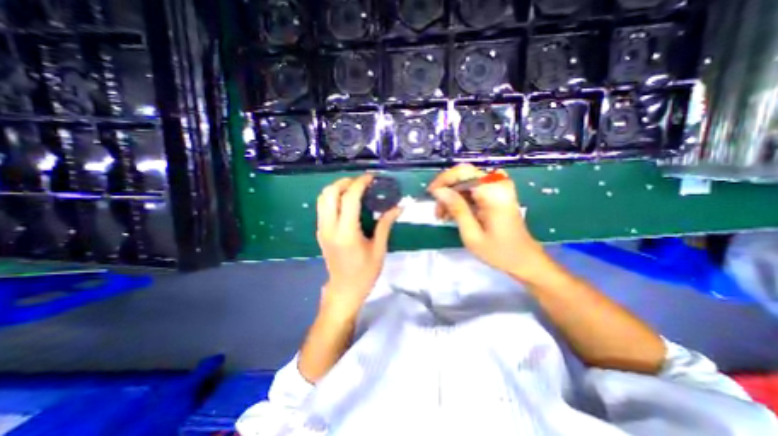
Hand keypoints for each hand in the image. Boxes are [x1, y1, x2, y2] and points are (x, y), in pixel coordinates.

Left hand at [315, 174, 399, 317]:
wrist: (344, 290)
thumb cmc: (365, 273)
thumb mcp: (379, 249)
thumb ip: (385, 225)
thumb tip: (398, 207)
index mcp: (346, 233)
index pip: (349, 199)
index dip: (360, 183)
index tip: (371, 177)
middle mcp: (330, 227)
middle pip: (329, 193)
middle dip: (345, 182)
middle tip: (361, 182)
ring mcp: (322, 229)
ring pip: (322, 198)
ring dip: (337, 188)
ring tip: (353, 189)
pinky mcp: (320, 232)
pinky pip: (322, 207)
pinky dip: (333, 197)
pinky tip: (346, 201)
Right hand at [432, 164, 551, 282]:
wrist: (524, 259)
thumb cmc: (498, 251)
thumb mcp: (472, 233)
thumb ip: (456, 208)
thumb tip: (439, 191)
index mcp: (493, 192)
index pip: (462, 172)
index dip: (443, 180)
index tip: (430, 195)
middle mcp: (498, 183)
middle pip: (463, 175)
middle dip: (446, 190)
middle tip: (437, 210)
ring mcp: (499, 187)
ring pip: (466, 182)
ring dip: (452, 196)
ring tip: (444, 216)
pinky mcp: (497, 193)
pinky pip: (473, 189)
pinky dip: (461, 199)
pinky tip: (454, 213)